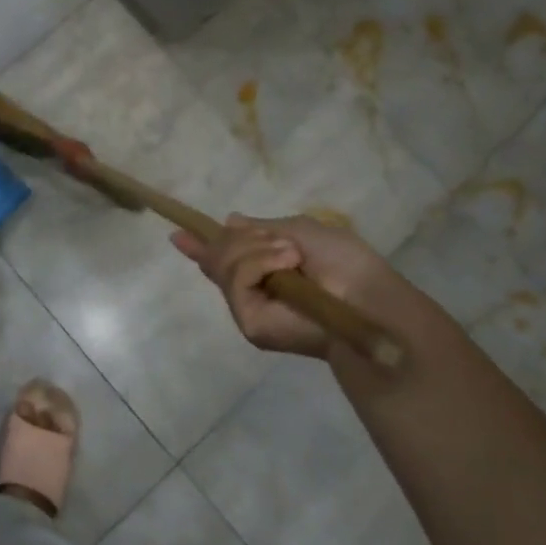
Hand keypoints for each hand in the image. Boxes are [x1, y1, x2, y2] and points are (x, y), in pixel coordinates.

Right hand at [170, 213, 422, 364]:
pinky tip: (287, 264)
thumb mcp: (301, 230)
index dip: (201, 246)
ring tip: (293, 256)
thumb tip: (230, 221)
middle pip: (219, 254)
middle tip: (286, 246)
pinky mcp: (249, 322)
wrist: (368, 299)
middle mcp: (252, 290)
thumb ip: (261, 229)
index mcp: (265, 269)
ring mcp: (248, 307)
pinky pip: (237, 278)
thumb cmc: (346, 263)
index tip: (177, 234)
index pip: (224, 259)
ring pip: (225, 263)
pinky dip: (260, 263)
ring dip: (258, 249)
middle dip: (243, 239)